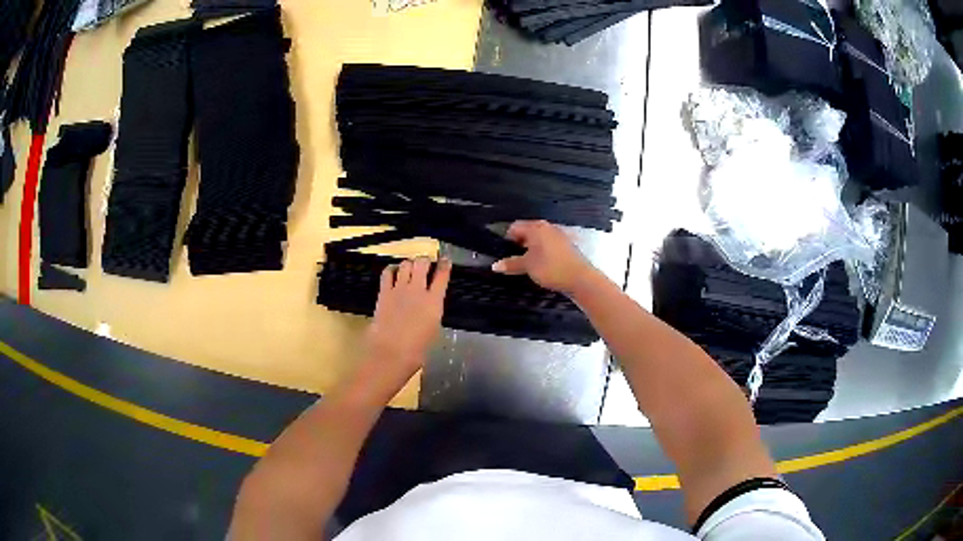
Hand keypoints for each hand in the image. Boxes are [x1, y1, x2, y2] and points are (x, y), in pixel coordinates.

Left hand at [361, 257, 451, 390]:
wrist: (390, 352)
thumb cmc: (416, 349)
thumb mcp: (433, 330)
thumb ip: (432, 312)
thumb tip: (430, 305)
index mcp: (434, 301)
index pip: (442, 275)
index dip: (445, 265)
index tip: (445, 260)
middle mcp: (418, 290)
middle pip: (422, 263)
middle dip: (425, 260)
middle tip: (425, 264)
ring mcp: (399, 289)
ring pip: (405, 264)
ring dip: (409, 264)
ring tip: (410, 268)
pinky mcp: (384, 292)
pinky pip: (387, 273)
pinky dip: (391, 269)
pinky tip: (393, 272)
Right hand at [491, 220, 595, 293]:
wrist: (579, 277)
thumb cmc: (550, 268)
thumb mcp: (527, 266)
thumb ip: (511, 264)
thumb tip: (495, 265)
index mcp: (536, 228)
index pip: (515, 227)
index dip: (506, 238)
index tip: (503, 251)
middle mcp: (547, 227)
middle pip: (527, 231)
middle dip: (519, 243)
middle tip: (513, 258)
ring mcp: (558, 235)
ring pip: (539, 238)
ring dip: (531, 248)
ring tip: (526, 263)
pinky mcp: (566, 245)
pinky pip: (548, 244)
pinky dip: (542, 251)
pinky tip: (541, 264)